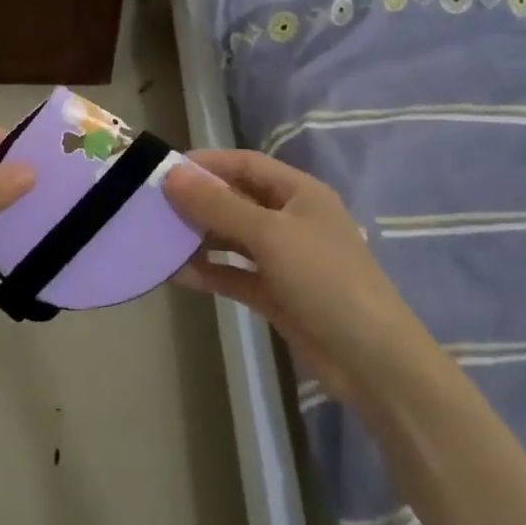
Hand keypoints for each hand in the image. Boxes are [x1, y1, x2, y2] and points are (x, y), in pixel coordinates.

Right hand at [163, 149, 399, 398]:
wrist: (372, 361)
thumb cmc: (325, 279)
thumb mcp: (269, 235)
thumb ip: (219, 206)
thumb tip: (172, 176)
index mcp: (299, 193)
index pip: (245, 164)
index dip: (207, 164)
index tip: (165, 170)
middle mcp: (291, 220)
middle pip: (236, 200)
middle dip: (198, 202)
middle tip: (153, 206)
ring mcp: (284, 259)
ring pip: (233, 239)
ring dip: (199, 238)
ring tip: (158, 239)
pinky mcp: (276, 294)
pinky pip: (235, 274)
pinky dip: (209, 272)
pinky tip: (176, 274)